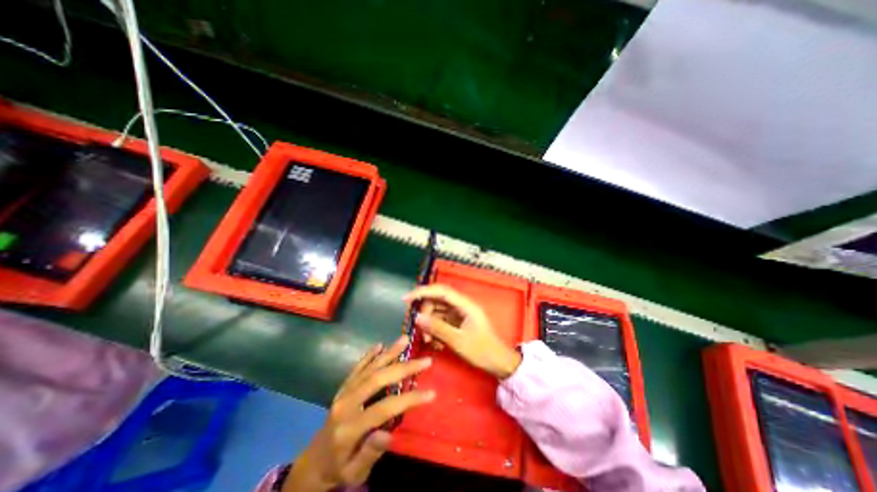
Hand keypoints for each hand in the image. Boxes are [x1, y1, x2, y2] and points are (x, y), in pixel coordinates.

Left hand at [285, 337, 434, 491]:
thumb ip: (370, 453)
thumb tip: (387, 433)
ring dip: (389, 353)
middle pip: (377, 380)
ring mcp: (344, 392)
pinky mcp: (343, 386)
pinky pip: (357, 367)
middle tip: (425, 360)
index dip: (408, 399)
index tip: (431, 393)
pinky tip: (380, 345)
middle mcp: (346, 403)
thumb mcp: (354, 472)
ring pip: (369, 368)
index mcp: (350, 427)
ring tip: (405, 340)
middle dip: (404, 368)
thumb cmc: (340, 467)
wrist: (314, 460)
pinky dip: (369, 355)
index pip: (384, 408)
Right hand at [403, 284, 518, 380]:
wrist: (499, 363)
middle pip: (437, 300)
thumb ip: (438, 328)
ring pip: (437, 311)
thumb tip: (417, 317)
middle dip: (425, 312)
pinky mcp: (458, 322)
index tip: (406, 299)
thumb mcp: (459, 341)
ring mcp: (460, 313)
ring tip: (428, 340)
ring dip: (429, 323)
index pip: (441, 291)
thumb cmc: (482, 351)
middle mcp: (462, 305)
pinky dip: (435, 329)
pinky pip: (441, 320)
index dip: (423, 291)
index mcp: (465, 305)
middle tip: (418, 329)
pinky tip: (436, 342)